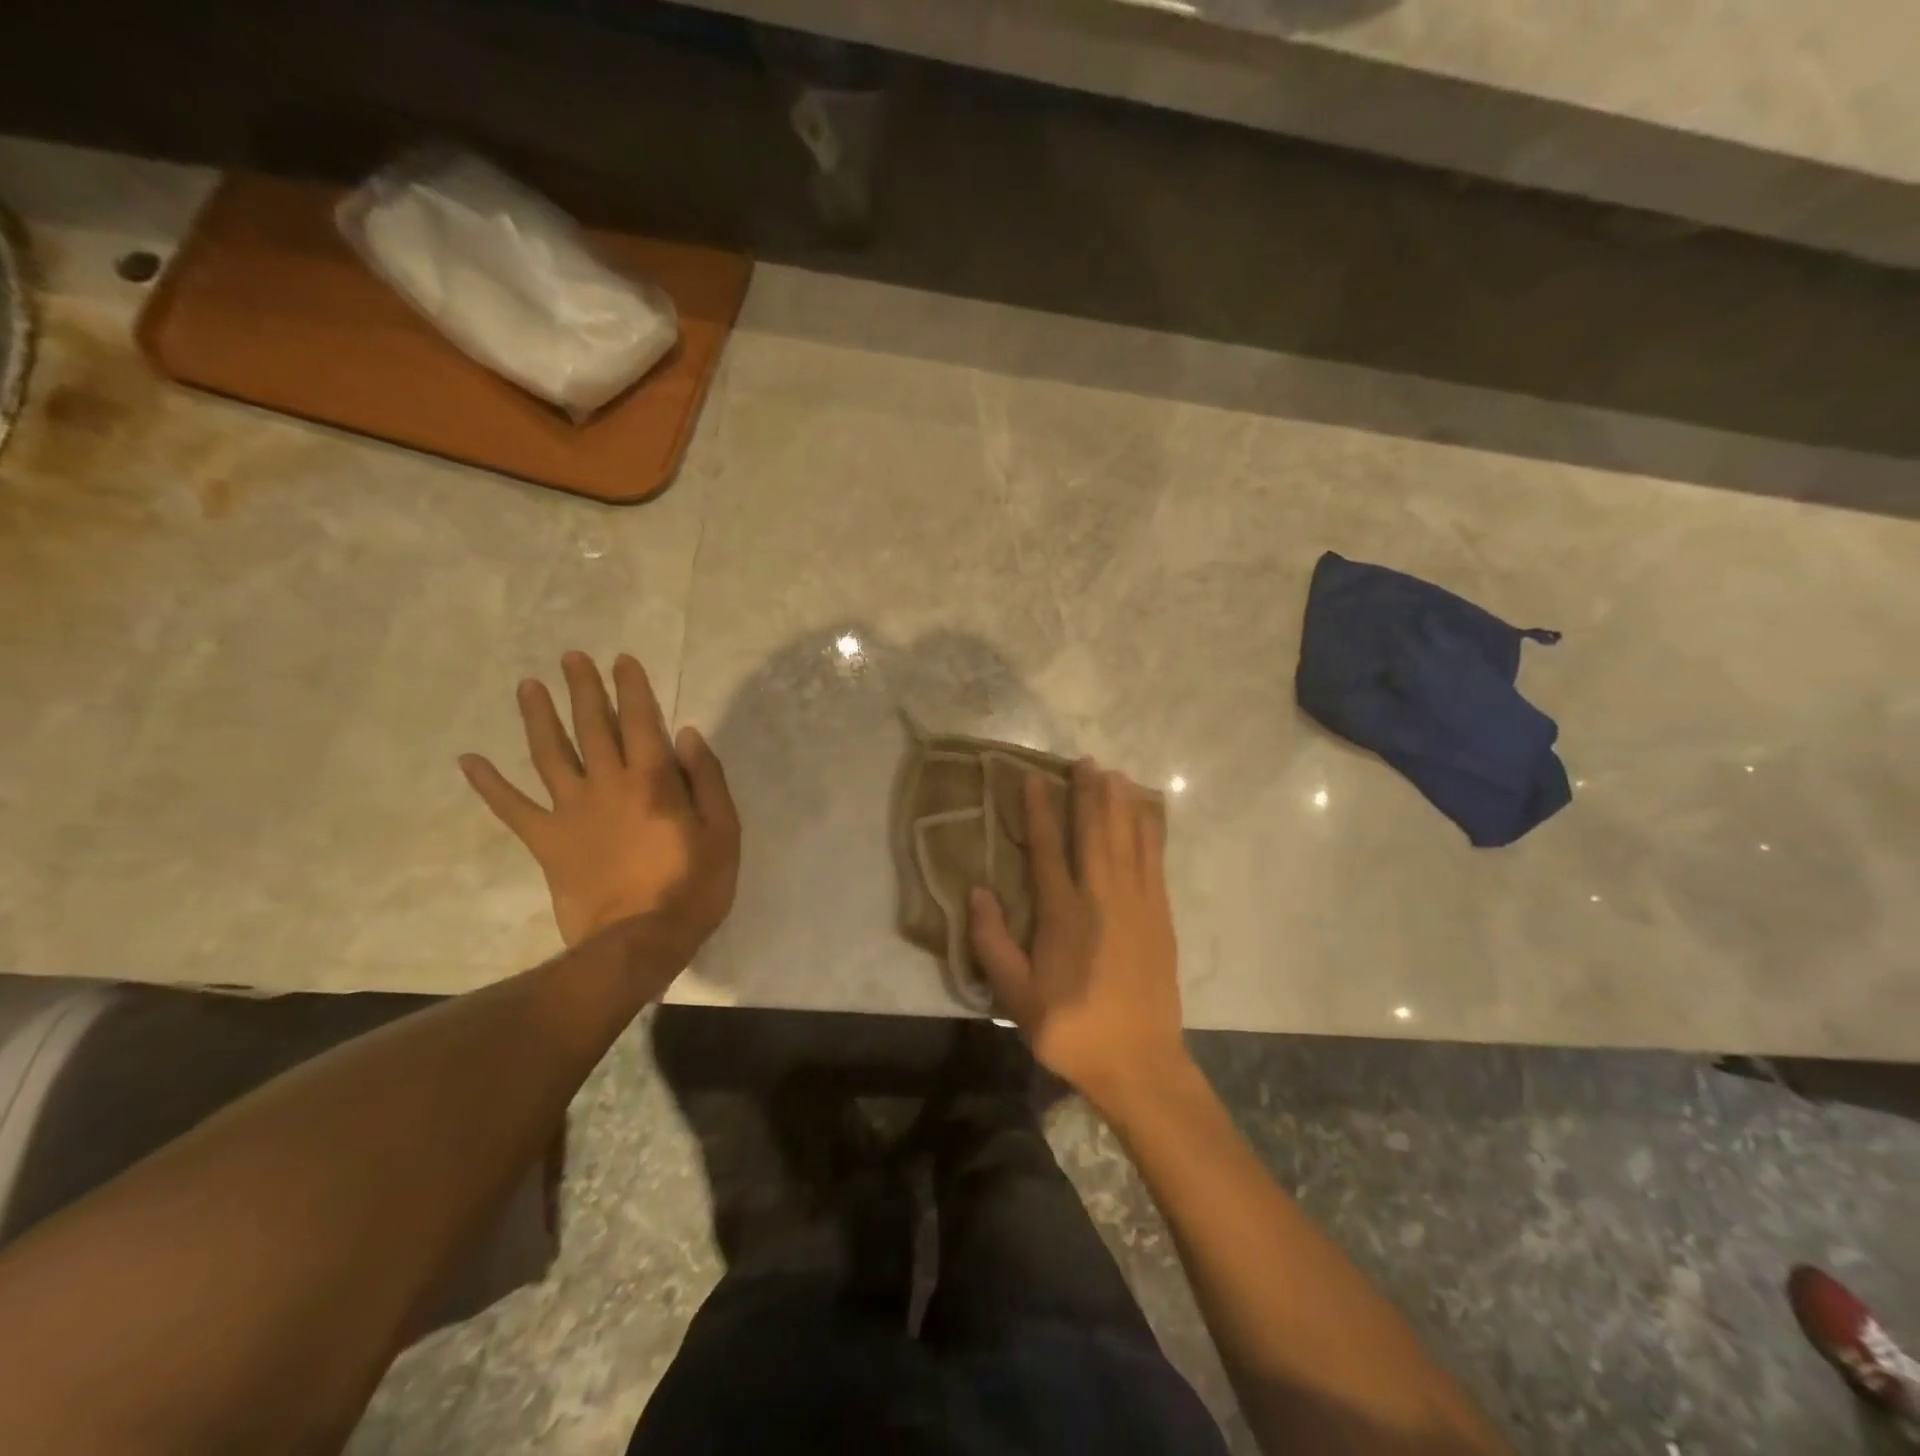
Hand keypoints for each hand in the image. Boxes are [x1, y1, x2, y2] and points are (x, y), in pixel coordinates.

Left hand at [460, 652, 739, 960]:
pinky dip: (490, 786)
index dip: (631, 688)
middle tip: (571, 658)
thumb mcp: (724, 831)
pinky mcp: (547, 841)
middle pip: (592, 727)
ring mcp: (571, 812)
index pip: (640, 721)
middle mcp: (607, 784)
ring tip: (528, 687)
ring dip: (538, 718)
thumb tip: (686, 735)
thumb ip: (707, 779)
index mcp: (652, 780)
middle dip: (583, 689)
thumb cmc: (692, 885)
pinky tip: (468, 761)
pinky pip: (513, 809)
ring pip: (550, 754)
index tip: (621, 660)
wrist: (639, 941)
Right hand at [967, 760, 1189, 1115]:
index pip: (1048, 847)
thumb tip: (976, 890)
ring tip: (1115, 774)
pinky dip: (1150, 832)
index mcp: (1063, 913)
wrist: (1138, 1061)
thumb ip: (992, 942)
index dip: (1039, 810)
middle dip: (1088, 793)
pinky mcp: (1160, 915)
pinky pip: (1155, 861)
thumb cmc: (1070, 1028)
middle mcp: (1102, 897)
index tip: (1034, 778)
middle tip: (1085, 761)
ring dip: (1121, 804)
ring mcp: (1137, 903)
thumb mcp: (1016, 996)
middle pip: (1095, 832)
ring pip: (1128, 840)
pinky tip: (1147, 815)